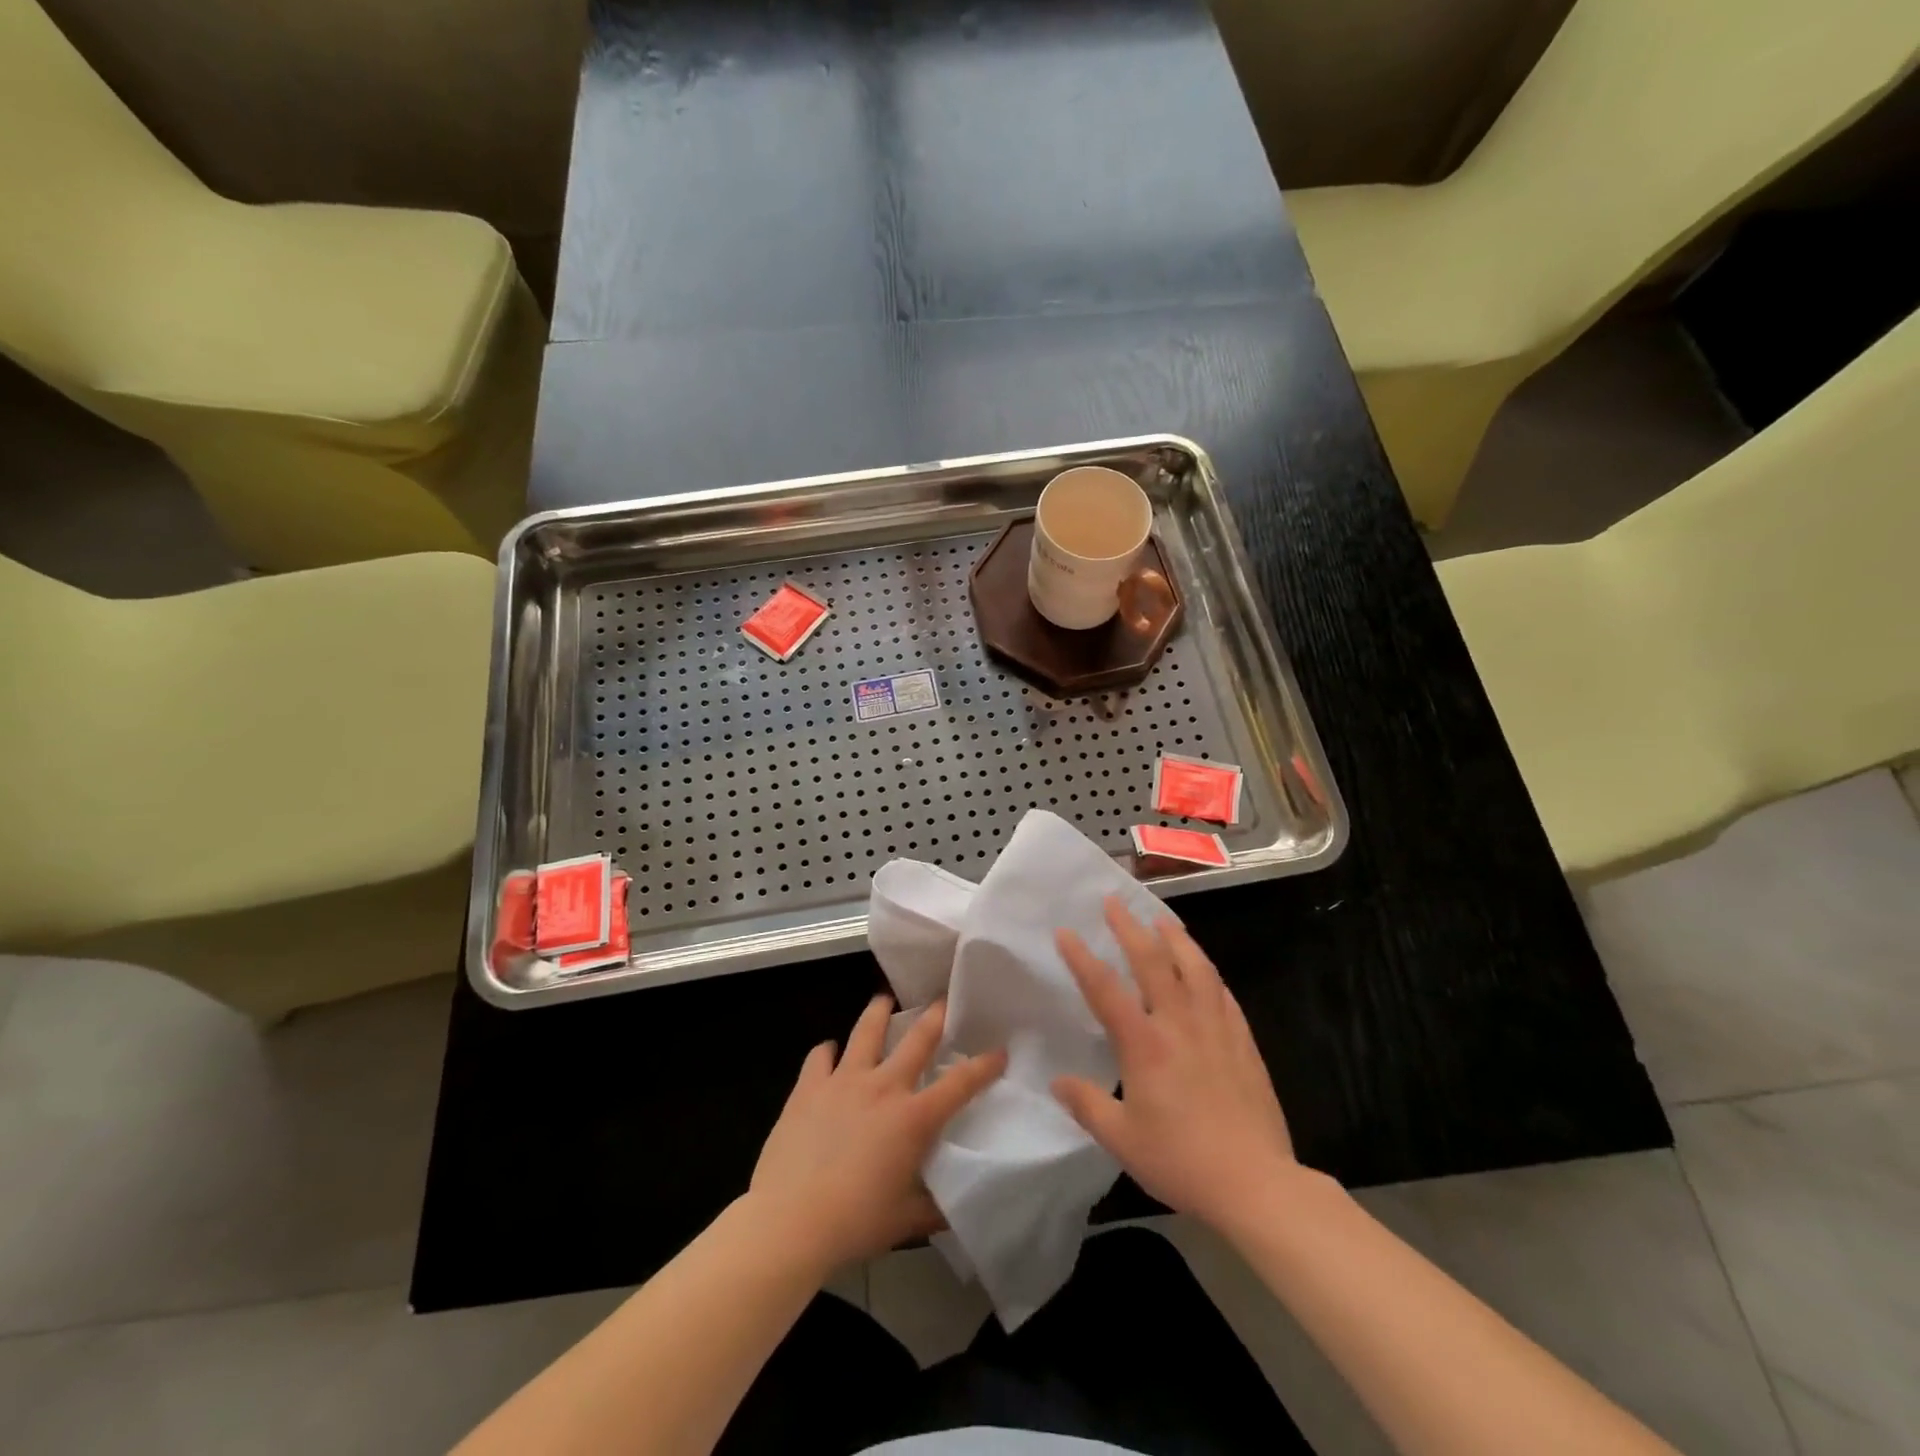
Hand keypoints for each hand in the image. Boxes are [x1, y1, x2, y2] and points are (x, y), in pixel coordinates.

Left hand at [749, 995, 1005, 1274]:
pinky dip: (827, 1051)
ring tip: (884, 999)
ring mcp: (843, 1081)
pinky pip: (820, 1056)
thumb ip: (933, 1208)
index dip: (984, 1065)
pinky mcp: (808, 1087)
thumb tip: (955, 1207)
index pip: (960, 1084)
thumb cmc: (854, 1223)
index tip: (999, 1051)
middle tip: (944, 998)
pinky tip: (829, 1052)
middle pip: (917, 1038)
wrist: (789, 1221)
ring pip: (866, 1031)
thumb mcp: (905, 1222)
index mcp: (913, 1118)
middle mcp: (882, 1087)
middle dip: (936, 1015)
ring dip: (879, 1011)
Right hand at [1052, 897, 1298, 1232]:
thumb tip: (1058, 1081)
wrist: (1256, 1183)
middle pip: (1152, 962)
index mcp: (1144, 1045)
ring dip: (1174, 938)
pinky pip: (1222, 993)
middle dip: (1129, 927)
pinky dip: (1207, 972)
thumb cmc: (1182, 1161)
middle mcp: (1179, 1024)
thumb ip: (1087, 1105)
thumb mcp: (1122, 1139)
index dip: (1082, 958)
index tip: (1066, 932)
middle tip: (1113, 901)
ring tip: (1161, 919)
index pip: (1105, 990)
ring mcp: (1215, 1028)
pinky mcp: (1243, 1041)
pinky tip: (1203, 968)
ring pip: (1194, 968)